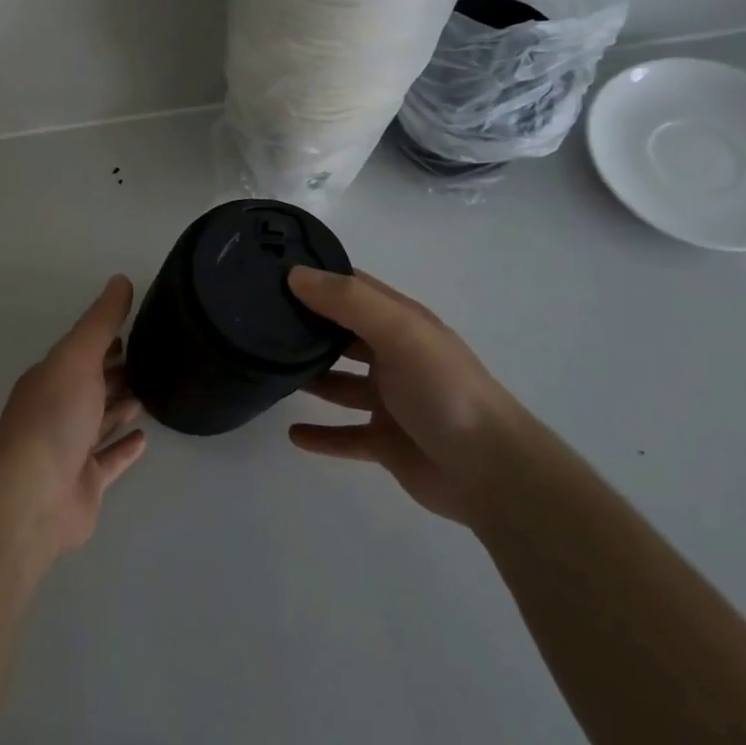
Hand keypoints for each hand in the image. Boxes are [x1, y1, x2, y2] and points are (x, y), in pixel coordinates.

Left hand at [0, 276, 147, 556]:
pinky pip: (110, 460)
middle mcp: (58, 410)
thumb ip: (100, 322)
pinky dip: (125, 448)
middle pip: (92, 385)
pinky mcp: (86, 484)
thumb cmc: (53, 417)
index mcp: (51, 378)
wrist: (32, 496)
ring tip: (153, 391)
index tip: (138, 326)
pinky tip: (145, 438)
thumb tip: (120, 279)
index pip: (82, 352)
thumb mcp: (77, 357)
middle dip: (118, 370)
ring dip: (122, 406)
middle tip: (156, 358)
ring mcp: (71, 449)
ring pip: (101, 421)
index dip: (107, 339)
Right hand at [285, 267, 524, 526]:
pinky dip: (320, 434)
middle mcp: (394, 356)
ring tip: (267, 371)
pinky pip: (344, 435)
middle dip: (305, 326)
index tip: (269, 272)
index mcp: (401, 323)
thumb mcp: (398, 332)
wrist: (491, 472)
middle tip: (255, 321)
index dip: (316, 277)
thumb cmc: (443, 390)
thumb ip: (348, 301)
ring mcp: (390, 401)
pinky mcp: (386, 442)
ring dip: (309, 377)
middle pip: (341, 334)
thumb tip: (294, 275)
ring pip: (339, 382)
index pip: (352, 288)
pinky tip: (292, 434)